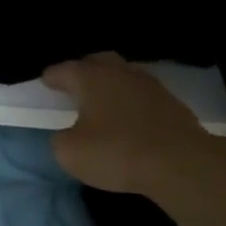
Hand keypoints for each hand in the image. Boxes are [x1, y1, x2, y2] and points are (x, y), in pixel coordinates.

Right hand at [43, 53, 206, 193]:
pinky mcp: (171, 103)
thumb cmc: (116, 152)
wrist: (180, 163)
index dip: (52, 77)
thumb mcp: (70, 153)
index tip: (45, 83)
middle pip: (98, 62)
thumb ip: (61, 139)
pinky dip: (130, 102)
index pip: (64, 70)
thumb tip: (68, 134)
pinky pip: (142, 95)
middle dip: (84, 71)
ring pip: (123, 76)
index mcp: (91, 78)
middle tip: (74, 86)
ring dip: (111, 85)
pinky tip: (128, 118)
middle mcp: (120, 73)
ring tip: (102, 103)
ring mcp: (150, 85)